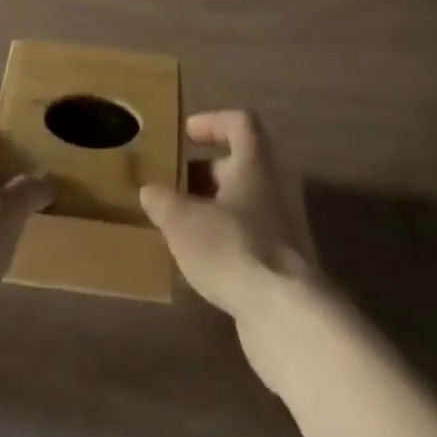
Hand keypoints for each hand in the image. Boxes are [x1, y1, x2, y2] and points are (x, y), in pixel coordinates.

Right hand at [139, 109, 318, 322]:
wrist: (285, 315)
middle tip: (170, 186)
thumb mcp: (182, 220)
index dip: (212, 121)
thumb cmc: (232, 248)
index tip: (185, 134)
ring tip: (175, 228)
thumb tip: (151, 190)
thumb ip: (162, 200)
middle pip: (238, 166)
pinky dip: (221, 245)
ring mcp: (281, 229)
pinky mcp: (280, 267)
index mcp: (254, 164)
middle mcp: (272, 189)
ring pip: (240, 206)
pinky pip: (246, 241)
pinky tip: (194, 267)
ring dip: (209, 211)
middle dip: (202, 174)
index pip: (241, 122)